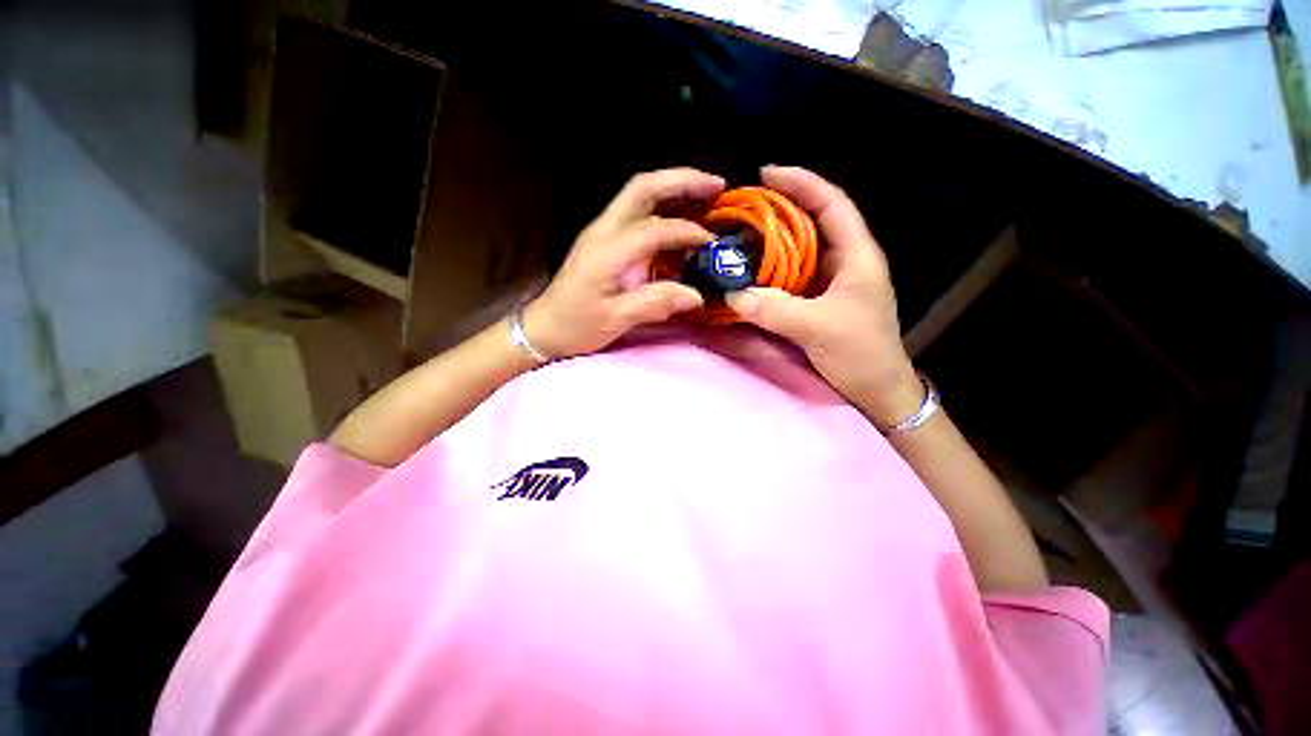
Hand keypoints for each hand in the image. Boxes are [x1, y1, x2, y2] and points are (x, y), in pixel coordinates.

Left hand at [523, 169, 723, 358]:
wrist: (544, 326)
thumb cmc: (576, 325)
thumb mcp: (615, 320)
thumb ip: (654, 304)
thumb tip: (696, 296)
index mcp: (606, 250)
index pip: (654, 229)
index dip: (687, 232)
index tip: (712, 244)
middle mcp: (604, 230)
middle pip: (643, 187)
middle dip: (682, 181)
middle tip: (717, 186)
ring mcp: (603, 231)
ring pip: (640, 194)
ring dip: (674, 188)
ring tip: (707, 193)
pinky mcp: (605, 240)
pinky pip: (638, 212)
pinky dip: (664, 207)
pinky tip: (682, 216)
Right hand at [726, 166, 921, 425]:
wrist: (878, 388)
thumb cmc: (860, 354)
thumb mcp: (818, 328)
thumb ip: (774, 310)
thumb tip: (732, 293)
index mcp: (857, 255)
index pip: (831, 204)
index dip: (801, 183)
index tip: (766, 174)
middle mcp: (846, 260)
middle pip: (813, 221)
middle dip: (780, 208)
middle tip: (744, 207)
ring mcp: (832, 281)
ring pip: (801, 249)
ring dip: (773, 239)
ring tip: (742, 233)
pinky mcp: (820, 299)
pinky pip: (793, 274)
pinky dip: (773, 268)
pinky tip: (752, 269)